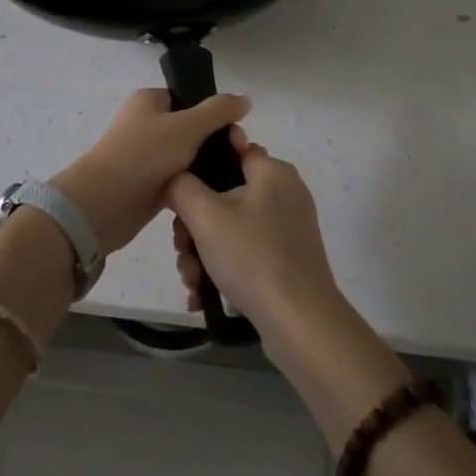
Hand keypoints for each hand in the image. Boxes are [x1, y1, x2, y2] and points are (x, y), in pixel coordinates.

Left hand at [50, 89, 250, 256]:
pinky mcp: (147, 184)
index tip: (236, 131)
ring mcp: (146, 155)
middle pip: (191, 128)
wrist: (104, 203)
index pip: (189, 98)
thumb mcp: (187, 126)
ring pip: (187, 156)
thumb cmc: (144, 154)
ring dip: (205, 167)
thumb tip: (245, 99)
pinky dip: (194, 186)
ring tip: (232, 180)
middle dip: (215, 142)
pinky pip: (179, 180)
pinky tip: (215, 195)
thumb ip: (218, 111)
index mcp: (149, 100)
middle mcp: (146, 124)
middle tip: (238, 157)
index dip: (214, 112)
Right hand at [166, 128, 343, 337]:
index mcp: (273, 171)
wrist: (300, 324)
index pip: (230, 150)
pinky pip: (245, 253)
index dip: (200, 167)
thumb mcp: (205, 215)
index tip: (179, 192)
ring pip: (230, 228)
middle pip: (223, 195)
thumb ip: (181, 185)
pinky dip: (222, 269)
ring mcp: (287, 229)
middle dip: (194, 226)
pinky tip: (203, 295)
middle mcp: (284, 194)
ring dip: (202, 252)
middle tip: (182, 249)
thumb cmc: (252, 257)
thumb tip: (176, 178)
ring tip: (191, 281)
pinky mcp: (287, 260)